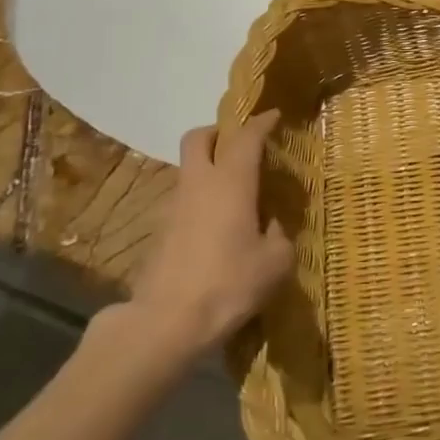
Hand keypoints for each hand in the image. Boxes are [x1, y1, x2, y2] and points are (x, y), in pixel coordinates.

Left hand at [95, 110, 294, 375]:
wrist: (165, 323)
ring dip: (209, 170)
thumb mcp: (275, 262)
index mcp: (231, 182)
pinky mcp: (160, 232)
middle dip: (219, 132)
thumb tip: (270, 226)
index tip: (274, 116)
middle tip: (240, 145)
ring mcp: (173, 207)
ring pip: (189, 170)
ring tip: (234, 194)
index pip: (246, 137)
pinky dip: (200, 202)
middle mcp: (199, 184)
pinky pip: (183, 202)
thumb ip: (279, 234)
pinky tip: (217, 228)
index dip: (261, 122)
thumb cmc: (229, 284)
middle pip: (198, 137)